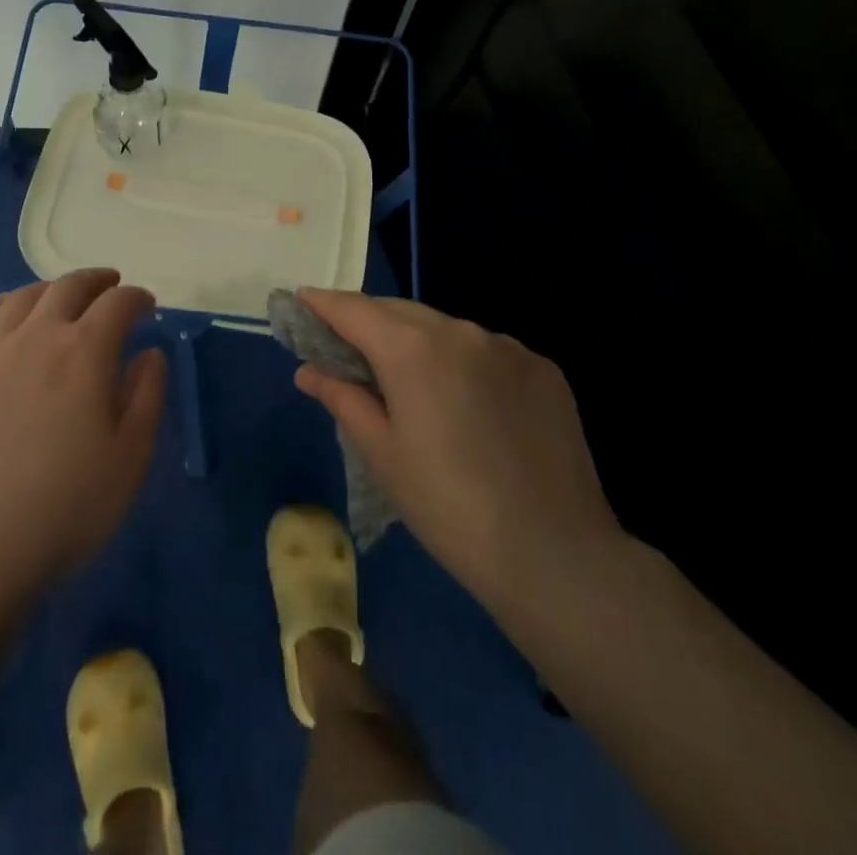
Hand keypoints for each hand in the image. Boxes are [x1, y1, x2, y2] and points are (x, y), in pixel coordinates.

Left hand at [0, 269, 166, 596]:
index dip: (137, 298)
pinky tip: (6, 314)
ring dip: (50, 289)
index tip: (147, 305)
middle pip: (68, 287)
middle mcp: (36, 335)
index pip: (118, 304)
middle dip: (96, 281)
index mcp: (85, 352)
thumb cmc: (63, 509)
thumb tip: (149, 354)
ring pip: (22, 297)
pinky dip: (0, 305)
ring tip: (61, 297)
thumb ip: (146, 397)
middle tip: (109, 286)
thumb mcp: (129, 460)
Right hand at [294, 290, 621, 615]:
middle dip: (368, 321)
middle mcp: (461, 331)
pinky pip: (487, 351)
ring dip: (418, 342)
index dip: (323, 303)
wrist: (555, 554)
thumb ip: (342, 398)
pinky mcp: (542, 368)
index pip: (354, 309)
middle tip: (345, 346)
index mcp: (413, 349)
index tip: (301, 301)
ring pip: (446, 329)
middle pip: (399, 312)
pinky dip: (463, 363)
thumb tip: (308, 370)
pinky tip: (467, 404)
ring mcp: (508, 346)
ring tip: (409, 382)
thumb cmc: (449, 508)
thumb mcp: (382, 454)